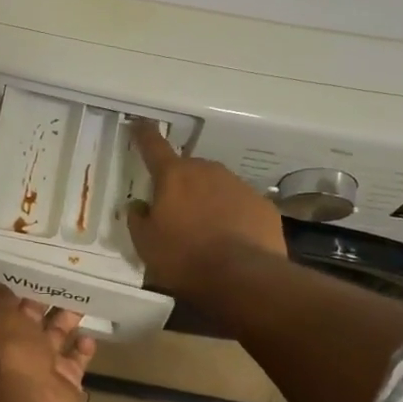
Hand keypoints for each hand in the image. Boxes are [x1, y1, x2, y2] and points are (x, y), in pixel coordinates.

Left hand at [0, 284, 94, 401]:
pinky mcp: (68, 380)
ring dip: (69, 321)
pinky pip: (77, 359)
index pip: (13, 307)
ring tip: (84, 299)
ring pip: (59, 337)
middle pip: (37, 321)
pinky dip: (84, 347)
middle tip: (70, 278)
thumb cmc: (13, 355)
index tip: (42, 269)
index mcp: (1, 333)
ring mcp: (46, 366)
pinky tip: (90, 334)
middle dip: (50, 303)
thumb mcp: (0, 318)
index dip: (25, 290)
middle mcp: (21, 349)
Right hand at [127, 120, 286, 298]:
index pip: (154, 147)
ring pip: (217, 185)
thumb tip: (139, 205)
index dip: (143, 134)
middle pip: (189, 169)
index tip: (138, 124)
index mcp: (174, 176)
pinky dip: (233, 215)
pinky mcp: (264, 206)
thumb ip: (138, 219)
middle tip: (174, 209)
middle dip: (180, 182)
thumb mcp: (145, 244)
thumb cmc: (183, 258)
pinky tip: (231, 239)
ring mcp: (239, 186)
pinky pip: (241, 205)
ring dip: (208, 199)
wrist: (242, 278)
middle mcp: (208, 171)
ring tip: (204, 229)